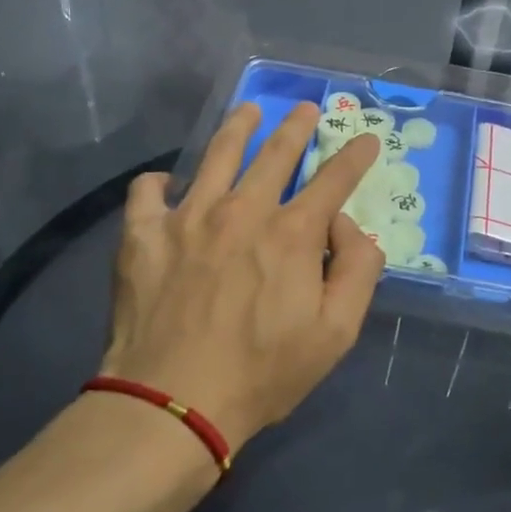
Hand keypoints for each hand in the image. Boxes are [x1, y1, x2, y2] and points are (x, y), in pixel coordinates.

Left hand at [97, 102, 386, 450]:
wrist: (172, 403)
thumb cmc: (263, 373)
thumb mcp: (337, 332)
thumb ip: (358, 270)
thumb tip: (348, 226)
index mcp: (292, 232)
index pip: (334, 179)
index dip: (355, 156)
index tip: (367, 141)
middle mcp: (242, 210)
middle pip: (276, 152)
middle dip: (296, 126)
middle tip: (305, 108)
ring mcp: (188, 217)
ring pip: (217, 154)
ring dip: (237, 127)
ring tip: (247, 112)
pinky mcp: (143, 235)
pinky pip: (148, 191)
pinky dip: (160, 183)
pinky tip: (168, 185)